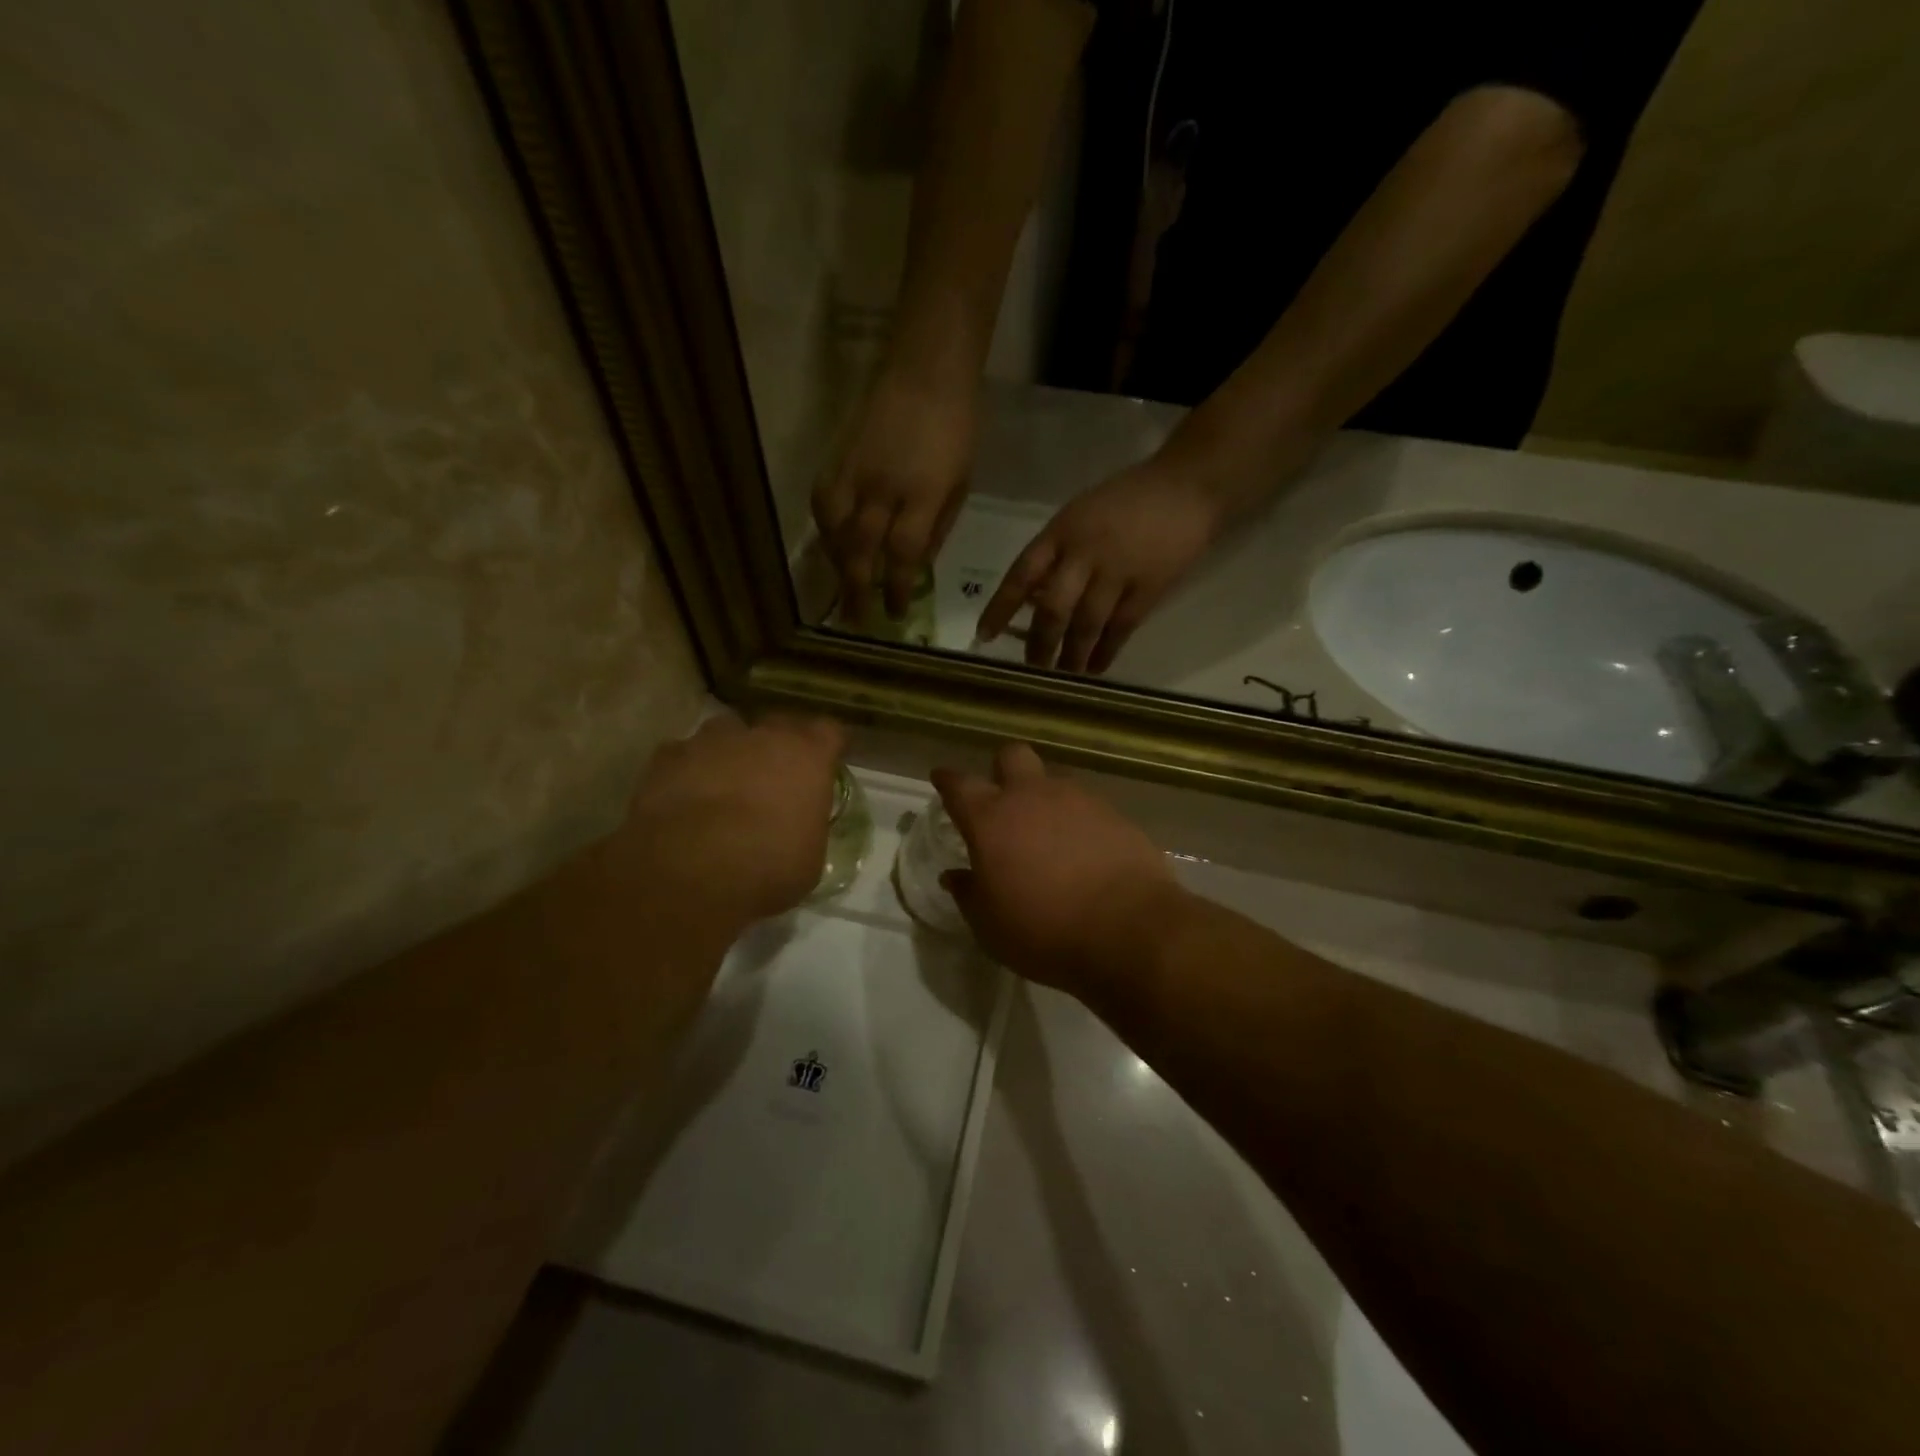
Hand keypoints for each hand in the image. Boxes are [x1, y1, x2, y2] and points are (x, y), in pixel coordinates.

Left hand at [607, 715, 846, 932]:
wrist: (690, 871)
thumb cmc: (768, 867)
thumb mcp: (809, 857)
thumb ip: (807, 826)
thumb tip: (798, 827)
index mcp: (807, 755)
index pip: (829, 732)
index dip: (825, 748)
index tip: (823, 767)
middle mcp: (762, 735)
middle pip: (777, 725)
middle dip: (777, 747)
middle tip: (773, 780)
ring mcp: (711, 740)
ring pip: (727, 734)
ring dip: (730, 754)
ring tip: (724, 788)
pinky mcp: (668, 756)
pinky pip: (684, 755)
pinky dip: (688, 771)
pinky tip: (683, 800)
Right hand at [813, 373, 978, 621]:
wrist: (926, 371)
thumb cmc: (957, 428)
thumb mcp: (961, 484)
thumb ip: (937, 527)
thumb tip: (916, 566)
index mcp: (923, 495)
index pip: (903, 554)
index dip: (897, 589)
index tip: (895, 613)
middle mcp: (883, 488)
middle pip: (861, 549)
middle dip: (857, 590)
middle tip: (855, 620)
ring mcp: (855, 471)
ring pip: (834, 529)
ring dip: (837, 564)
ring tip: (843, 586)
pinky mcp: (836, 457)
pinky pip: (822, 503)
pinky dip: (824, 530)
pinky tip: (831, 545)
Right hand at [933, 744, 1183, 999]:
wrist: (1129, 929)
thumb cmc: (1043, 930)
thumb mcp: (990, 925)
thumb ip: (969, 894)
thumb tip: (955, 876)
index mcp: (992, 819)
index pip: (959, 785)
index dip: (947, 780)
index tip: (941, 779)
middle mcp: (1033, 796)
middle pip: (1011, 756)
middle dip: (1001, 769)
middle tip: (1002, 800)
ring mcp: (1079, 800)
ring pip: (1053, 780)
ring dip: (1044, 798)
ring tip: (1047, 834)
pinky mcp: (1115, 814)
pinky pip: (1087, 806)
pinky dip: (1079, 821)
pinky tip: (1084, 851)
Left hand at [976, 456, 1228, 673]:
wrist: (1187, 486)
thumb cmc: (1127, 499)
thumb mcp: (1079, 514)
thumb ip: (1056, 553)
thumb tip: (1032, 600)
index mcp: (1061, 531)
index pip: (1021, 574)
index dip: (1001, 608)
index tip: (985, 636)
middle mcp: (1084, 553)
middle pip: (1053, 608)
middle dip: (1040, 643)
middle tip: (1033, 668)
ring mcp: (1118, 571)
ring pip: (1086, 624)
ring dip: (1072, 655)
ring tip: (1063, 675)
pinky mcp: (1149, 587)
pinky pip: (1121, 628)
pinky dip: (1106, 652)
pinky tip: (1095, 668)